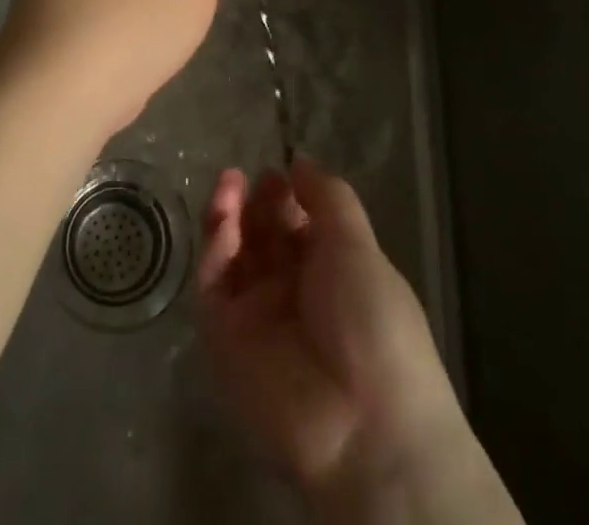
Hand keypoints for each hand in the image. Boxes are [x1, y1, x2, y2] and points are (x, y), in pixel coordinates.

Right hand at [199, 162, 518, 523]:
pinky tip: (224, 219)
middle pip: (260, 234)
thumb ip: (327, 197)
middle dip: (253, 201)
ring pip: (232, 253)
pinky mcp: (224, 338)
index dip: (284, 195)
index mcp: (330, 270)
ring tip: (228, 183)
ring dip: (227, 214)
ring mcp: (256, 314)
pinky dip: (215, 247)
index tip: (277, 173)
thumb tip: (299, 160)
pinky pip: (214, 284)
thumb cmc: (375, 324)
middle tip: (248, 178)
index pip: (295, 222)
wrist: (365, 428)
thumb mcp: (358, 246)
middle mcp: (291, 290)